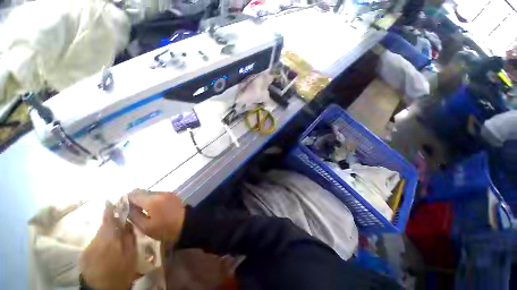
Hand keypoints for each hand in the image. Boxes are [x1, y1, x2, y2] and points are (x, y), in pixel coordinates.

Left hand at [80, 201, 137, 289]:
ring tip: (116, 234)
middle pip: (104, 226)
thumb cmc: (120, 271)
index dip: (110, 209)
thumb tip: (129, 223)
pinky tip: (108, 247)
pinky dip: (102, 240)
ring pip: (100, 234)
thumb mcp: (131, 255)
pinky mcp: (84, 255)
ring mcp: (89, 248)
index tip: (110, 199)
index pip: (108, 219)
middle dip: (111, 220)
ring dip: (107, 231)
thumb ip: (129, 237)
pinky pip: (95, 242)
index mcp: (109, 238)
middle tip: (120, 217)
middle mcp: (96, 240)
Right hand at [128, 189, 185, 242]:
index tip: (122, 208)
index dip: (125, 200)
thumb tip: (126, 207)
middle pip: (141, 192)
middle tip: (131, 210)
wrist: (187, 224)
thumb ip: (133, 215)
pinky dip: (152, 199)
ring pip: (149, 193)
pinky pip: (158, 194)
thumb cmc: (165, 229)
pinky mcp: (172, 194)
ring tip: (142, 210)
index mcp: (151, 200)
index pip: (133, 194)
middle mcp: (159, 193)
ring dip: (144, 199)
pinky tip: (152, 208)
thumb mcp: (145, 227)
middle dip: (134, 199)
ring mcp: (167, 192)